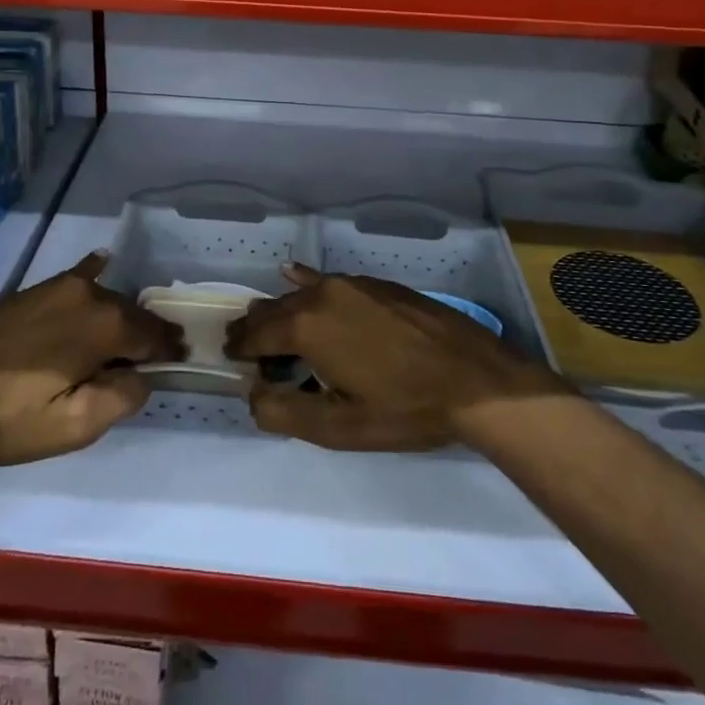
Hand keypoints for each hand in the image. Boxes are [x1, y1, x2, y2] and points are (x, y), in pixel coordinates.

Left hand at [0, 253, 177, 465]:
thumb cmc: (7, 416)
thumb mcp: (73, 426)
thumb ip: (121, 398)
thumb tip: (141, 376)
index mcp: (105, 326)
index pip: (154, 335)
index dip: (169, 349)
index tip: (181, 359)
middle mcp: (88, 296)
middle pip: (132, 314)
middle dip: (147, 333)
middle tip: (156, 355)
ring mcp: (57, 288)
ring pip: (106, 299)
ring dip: (122, 316)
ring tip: (126, 337)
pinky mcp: (32, 291)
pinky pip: (77, 278)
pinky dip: (94, 274)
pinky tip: (101, 263)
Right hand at [226, 266, 569, 451]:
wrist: (476, 379)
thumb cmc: (405, 409)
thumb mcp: (340, 428)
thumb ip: (284, 412)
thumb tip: (252, 394)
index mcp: (307, 328)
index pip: (257, 334)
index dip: (240, 347)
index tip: (229, 356)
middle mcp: (323, 295)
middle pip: (275, 309)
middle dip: (255, 326)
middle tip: (242, 342)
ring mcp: (354, 284)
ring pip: (302, 293)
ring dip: (281, 309)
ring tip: (268, 321)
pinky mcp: (378, 284)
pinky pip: (329, 280)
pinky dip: (307, 283)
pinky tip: (295, 275)